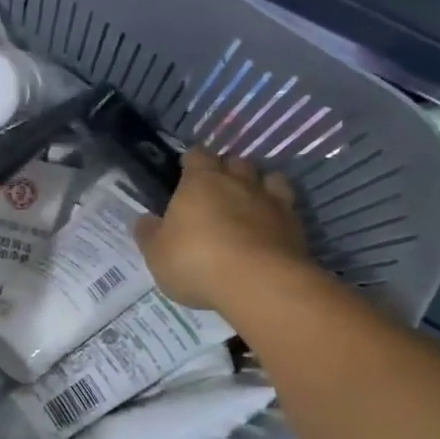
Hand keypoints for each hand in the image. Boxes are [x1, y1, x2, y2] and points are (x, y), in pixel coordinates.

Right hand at [134, 147, 309, 311]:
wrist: (258, 283)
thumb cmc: (196, 262)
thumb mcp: (157, 254)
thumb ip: (149, 234)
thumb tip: (145, 221)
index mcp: (200, 182)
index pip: (197, 155)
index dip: (192, 161)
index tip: (186, 171)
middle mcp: (237, 182)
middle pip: (235, 162)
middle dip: (227, 170)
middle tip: (217, 189)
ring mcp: (270, 201)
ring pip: (268, 178)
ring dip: (259, 185)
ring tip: (250, 202)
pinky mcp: (295, 225)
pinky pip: (288, 207)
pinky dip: (279, 212)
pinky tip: (272, 227)